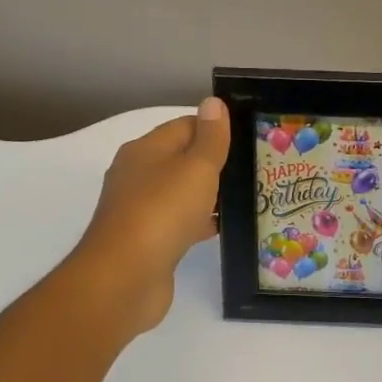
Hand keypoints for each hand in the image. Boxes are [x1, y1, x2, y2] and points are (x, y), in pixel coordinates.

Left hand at [70, 98, 229, 332]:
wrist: (125, 278)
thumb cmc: (162, 212)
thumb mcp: (195, 168)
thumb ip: (209, 138)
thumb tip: (213, 102)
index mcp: (145, 150)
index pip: (185, 126)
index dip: (216, 129)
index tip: (250, 139)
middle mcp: (138, 176)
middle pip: (182, 160)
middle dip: (216, 164)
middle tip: (256, 169)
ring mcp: (140, 211)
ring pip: (182, 194)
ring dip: (210, 195)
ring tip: (249, 197)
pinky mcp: (148, 242)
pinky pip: (180, 223)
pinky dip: (201, 223)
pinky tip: (224, 229)